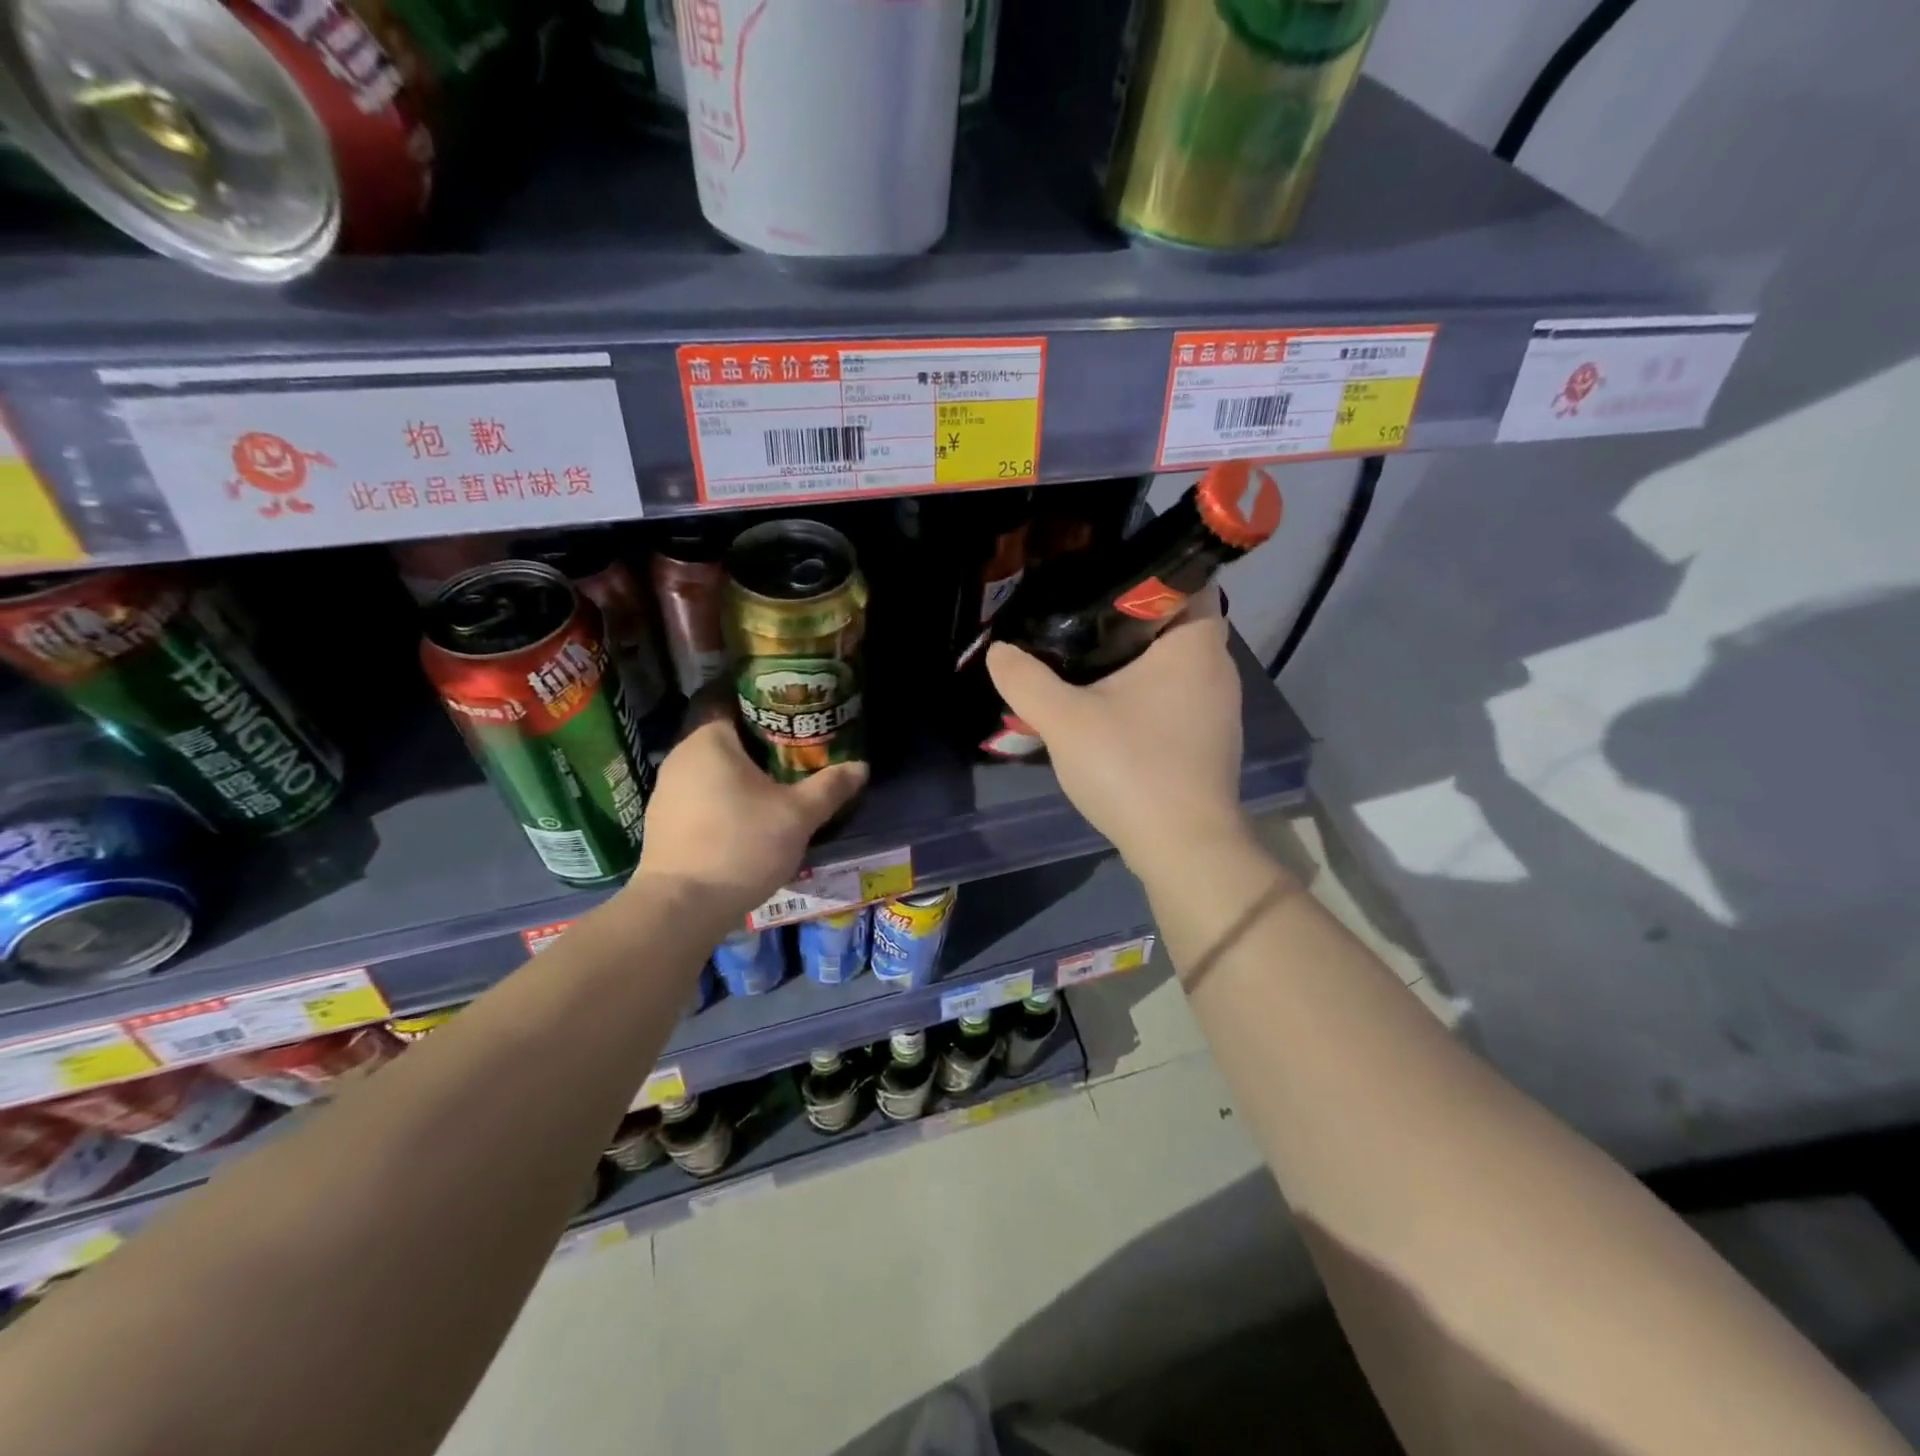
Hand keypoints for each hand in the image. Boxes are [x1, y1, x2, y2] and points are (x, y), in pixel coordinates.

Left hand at [625, 706, 867, 925]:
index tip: (794, 712)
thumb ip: (830, 787)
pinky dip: (723, 797)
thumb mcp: (798, 816)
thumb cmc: (741, 845)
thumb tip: (861, 767)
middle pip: (725, 735)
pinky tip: (747, 817)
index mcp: (709, 740)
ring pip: (712, 768)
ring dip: (741, 773)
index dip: (765, 703)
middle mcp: (681, 756)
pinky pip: (700, 794)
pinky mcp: (663, 821)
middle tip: (797, 749)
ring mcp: (666, 790)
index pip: (733, 700)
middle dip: (759, 742)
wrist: (681, 907)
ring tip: (777, 783)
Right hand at [986, 592, 1247, 878]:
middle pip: (1173, 623)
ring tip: (1084, 661)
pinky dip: (1146, 693)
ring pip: (1174, 664)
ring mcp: (1219, 707)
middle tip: (1076, 618)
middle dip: (1127, 619)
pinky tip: (1109, 709)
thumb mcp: (1064, 720)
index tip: (1096, 579)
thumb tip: (999, 650)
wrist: (1183, 848)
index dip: (1141, 572)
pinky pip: (1176, 696)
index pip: (1183, 579)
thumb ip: (1025, 680)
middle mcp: (1218, 666)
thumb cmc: (1132, 768)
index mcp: (1195, 644)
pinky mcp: (1210, 739)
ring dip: (1135, 660)